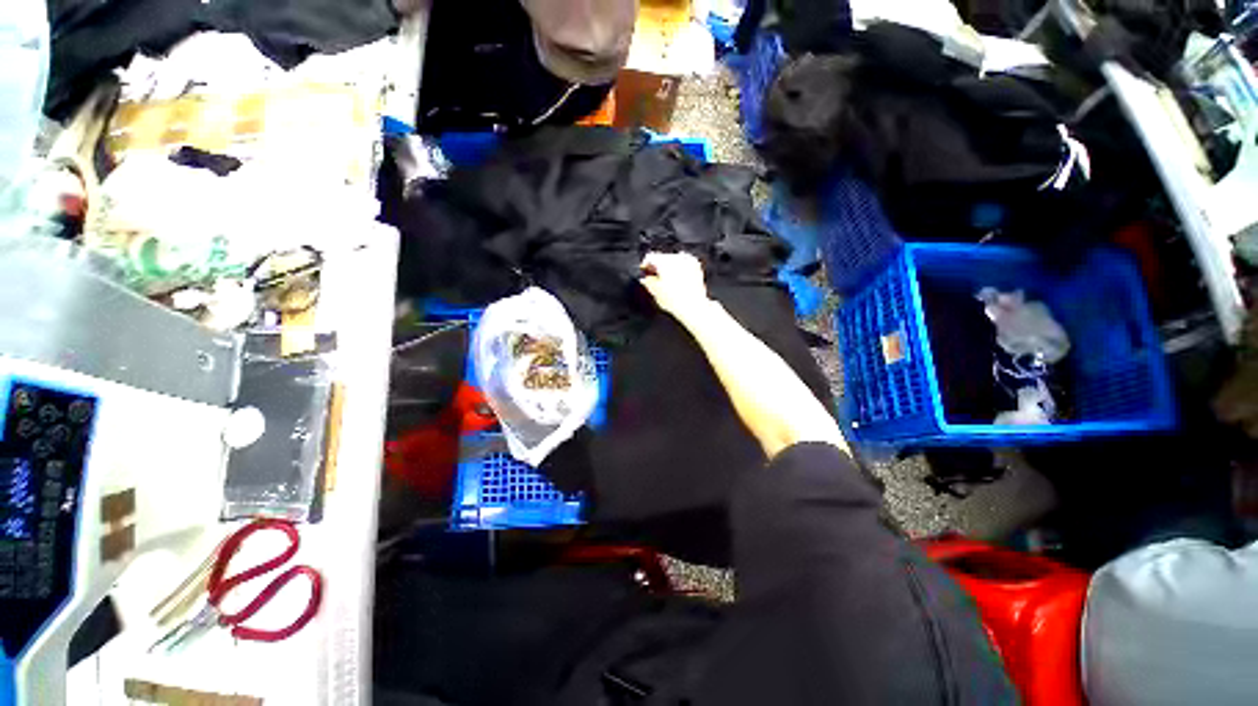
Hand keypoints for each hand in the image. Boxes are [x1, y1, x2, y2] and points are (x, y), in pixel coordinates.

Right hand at [640, 252, 711, 320]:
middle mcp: (676, 257)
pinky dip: (679, 269)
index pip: (650, 257)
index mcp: (663, 261)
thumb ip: (647, 282)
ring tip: (667, 281)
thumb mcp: (654, 292)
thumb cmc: (674, 301)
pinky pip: (684, 263)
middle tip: (654, 278)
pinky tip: (677, 279)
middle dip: (657, 266)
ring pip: (673, 259)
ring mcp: (687, 261)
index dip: (645, 265)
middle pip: (662, 257)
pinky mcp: (696, 266)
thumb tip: (645, 279)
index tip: (644, 272)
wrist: (693, 307)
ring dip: (668, 267)